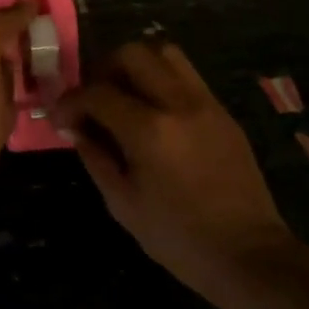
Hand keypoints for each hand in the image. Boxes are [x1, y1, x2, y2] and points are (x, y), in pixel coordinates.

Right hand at [53, 41, 299, 304]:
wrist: (249, 255)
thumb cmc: (178, 237)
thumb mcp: (123, 203)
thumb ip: (95, 157)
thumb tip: (76, 128)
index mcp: (149, 131)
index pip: (97, 93)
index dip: (70, 102)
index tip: (60, 119)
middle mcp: (178, 104)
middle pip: (132, 54)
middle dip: (103, 69)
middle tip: (94, 98)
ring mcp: (206, 104)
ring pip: (165, 53)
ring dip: (136, 65)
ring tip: (124, 95)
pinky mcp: (223, 113)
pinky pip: (187, 77)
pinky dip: (162, 81)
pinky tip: (154, 112)